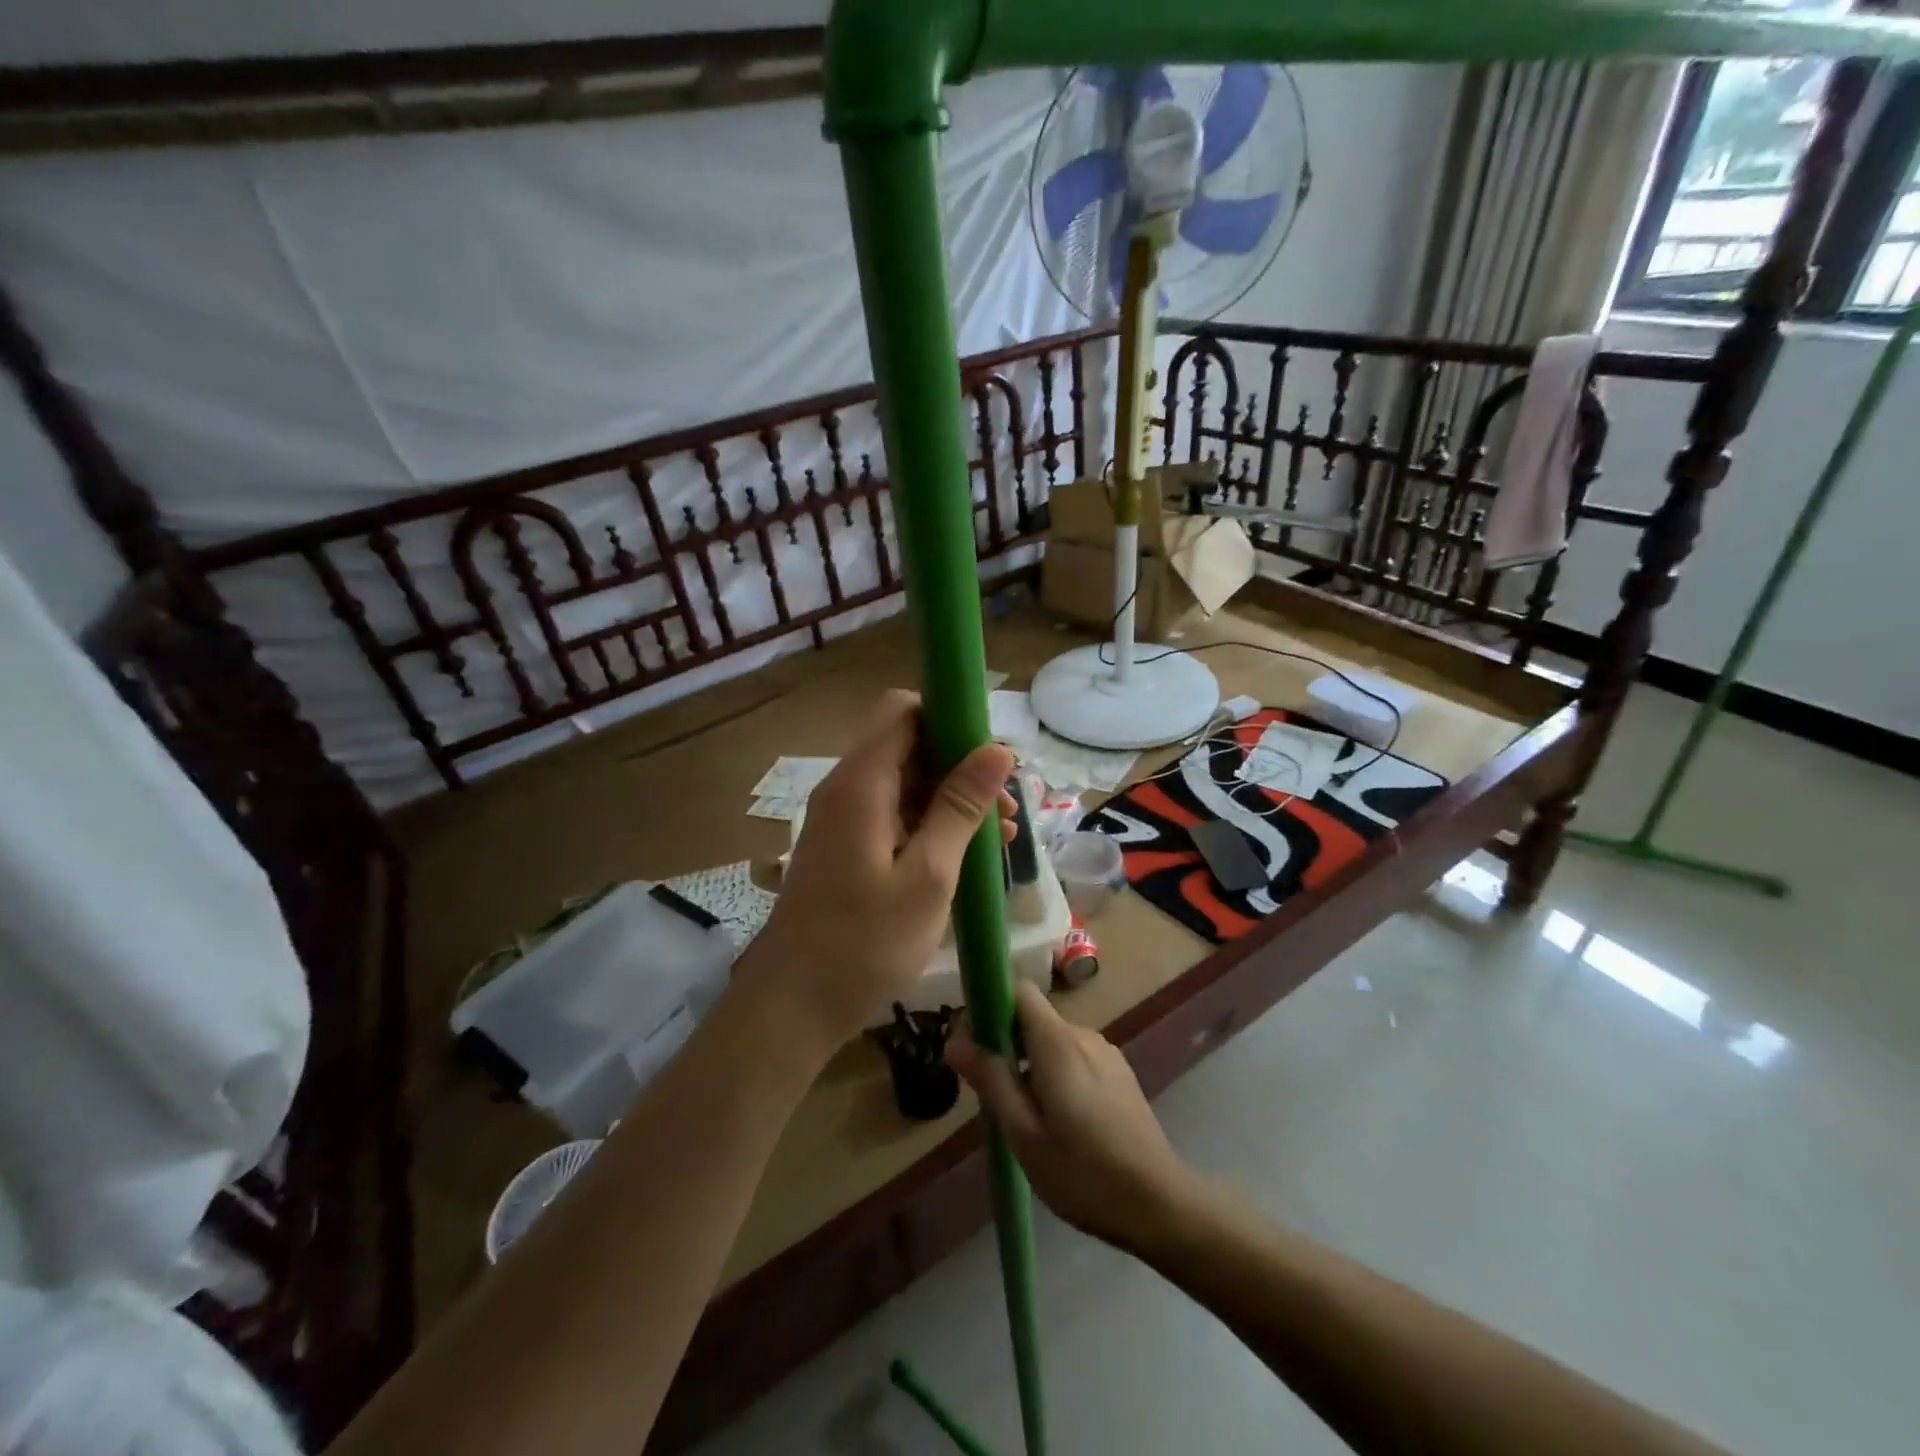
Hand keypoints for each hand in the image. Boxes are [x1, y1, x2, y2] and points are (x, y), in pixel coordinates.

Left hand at [744, 690, 1015, 1055]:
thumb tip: (997, 749)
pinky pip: (893, 816)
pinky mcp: (844, 848)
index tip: (992, 754)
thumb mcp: (928, 875)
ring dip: (951, 800)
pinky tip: (968, 857)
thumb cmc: (865, 942)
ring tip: (1002, 838)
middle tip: (1007, 807)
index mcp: (862, 783)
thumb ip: (960, 807)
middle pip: (908, 746)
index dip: (950, 718)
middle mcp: (846, 789)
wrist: (792, 1005)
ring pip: (904, 784)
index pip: (904, 710)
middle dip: (961, 766)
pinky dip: (930, 826)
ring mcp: (843, 820)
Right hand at [947, 981, 1194, 1252]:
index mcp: (1058, 1042)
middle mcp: (1083, 1034)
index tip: (973, 1044)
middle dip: (1005, 1044)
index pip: (1019, 990)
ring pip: (1053, 1041)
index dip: (990, 1005)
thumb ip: (991, 1080)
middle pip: (1033, 1018)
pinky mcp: (1119, 1072)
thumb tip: (954, 1039)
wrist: (1160, 1204)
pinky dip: (1055, 1074)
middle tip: (993, 1097)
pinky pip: (1074, 1057)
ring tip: (1025, 1118)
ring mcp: (1105, 1052)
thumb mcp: (1024, 1134)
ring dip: (1030, 1064)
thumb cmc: (1084, 1173)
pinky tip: (1059, 1123)